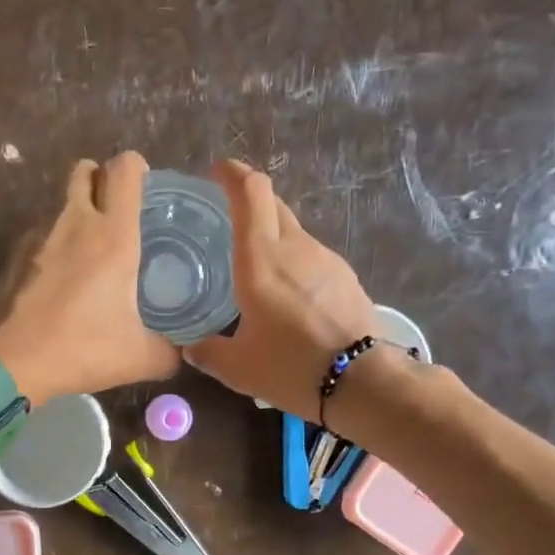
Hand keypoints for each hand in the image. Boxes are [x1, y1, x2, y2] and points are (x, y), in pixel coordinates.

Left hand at [0, 151, 180, 404]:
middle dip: (103, 179)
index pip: (125, 170)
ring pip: (63, 201)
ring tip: (93, 249)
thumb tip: (183, 352)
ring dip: (79, 210)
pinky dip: (57, 241)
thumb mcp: (139, 358)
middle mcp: (76, 222)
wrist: (9, 362)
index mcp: (113, 235)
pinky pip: (44, 232)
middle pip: (87, 170)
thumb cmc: (80, 349)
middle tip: (119, 212)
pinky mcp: (16, 254)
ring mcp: (40, 235)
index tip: (147, 190)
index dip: (138, 169)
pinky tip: (64, 277)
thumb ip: (169, 352)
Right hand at [185, 159, 376, 416]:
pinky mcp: (346, 276)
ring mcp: (326, 259)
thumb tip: (192, 347)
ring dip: (272, 236)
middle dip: (249, 200)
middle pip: (273, 204)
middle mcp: (295, 247)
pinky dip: (293, 262)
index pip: (250, 192)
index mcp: (260, 259)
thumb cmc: (290, 367)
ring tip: (256, 267)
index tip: (217, 172)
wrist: (362, 382)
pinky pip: (311, 256)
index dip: (232, 174)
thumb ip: (208, 352)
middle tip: (226, 219)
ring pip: (293, 231)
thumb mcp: (237, 367)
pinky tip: (288, 294)